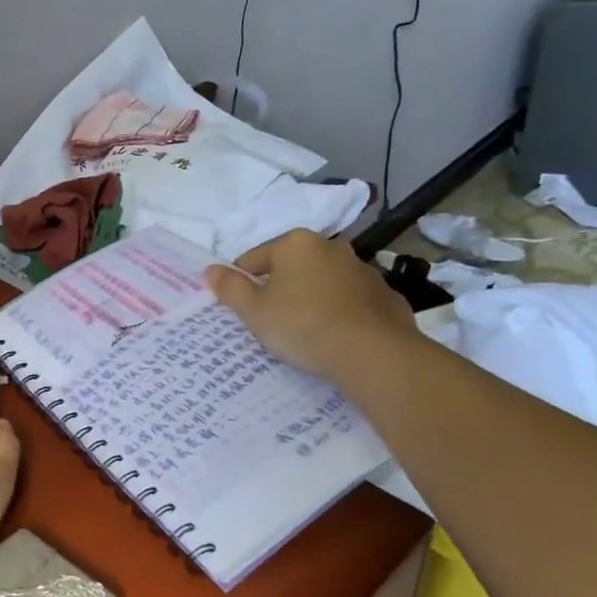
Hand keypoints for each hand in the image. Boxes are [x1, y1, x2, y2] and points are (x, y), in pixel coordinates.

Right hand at [203, 231, 416, 380]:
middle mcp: (331, 247)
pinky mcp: (386, 295)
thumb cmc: (302, 325)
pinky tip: (336, 336)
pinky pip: (352, 301)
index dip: (242, 283)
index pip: (254, 258)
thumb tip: (210, 270)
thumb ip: (230, 288)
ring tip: (305, 331)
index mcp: (295, 244)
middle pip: (291, 266)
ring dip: (311, 298)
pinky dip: (341, 312)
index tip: (242, 309)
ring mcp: (363, 270)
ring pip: (323, 282)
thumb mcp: (254, 311)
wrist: (371, 353)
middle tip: (272, 320)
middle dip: (280, 287)